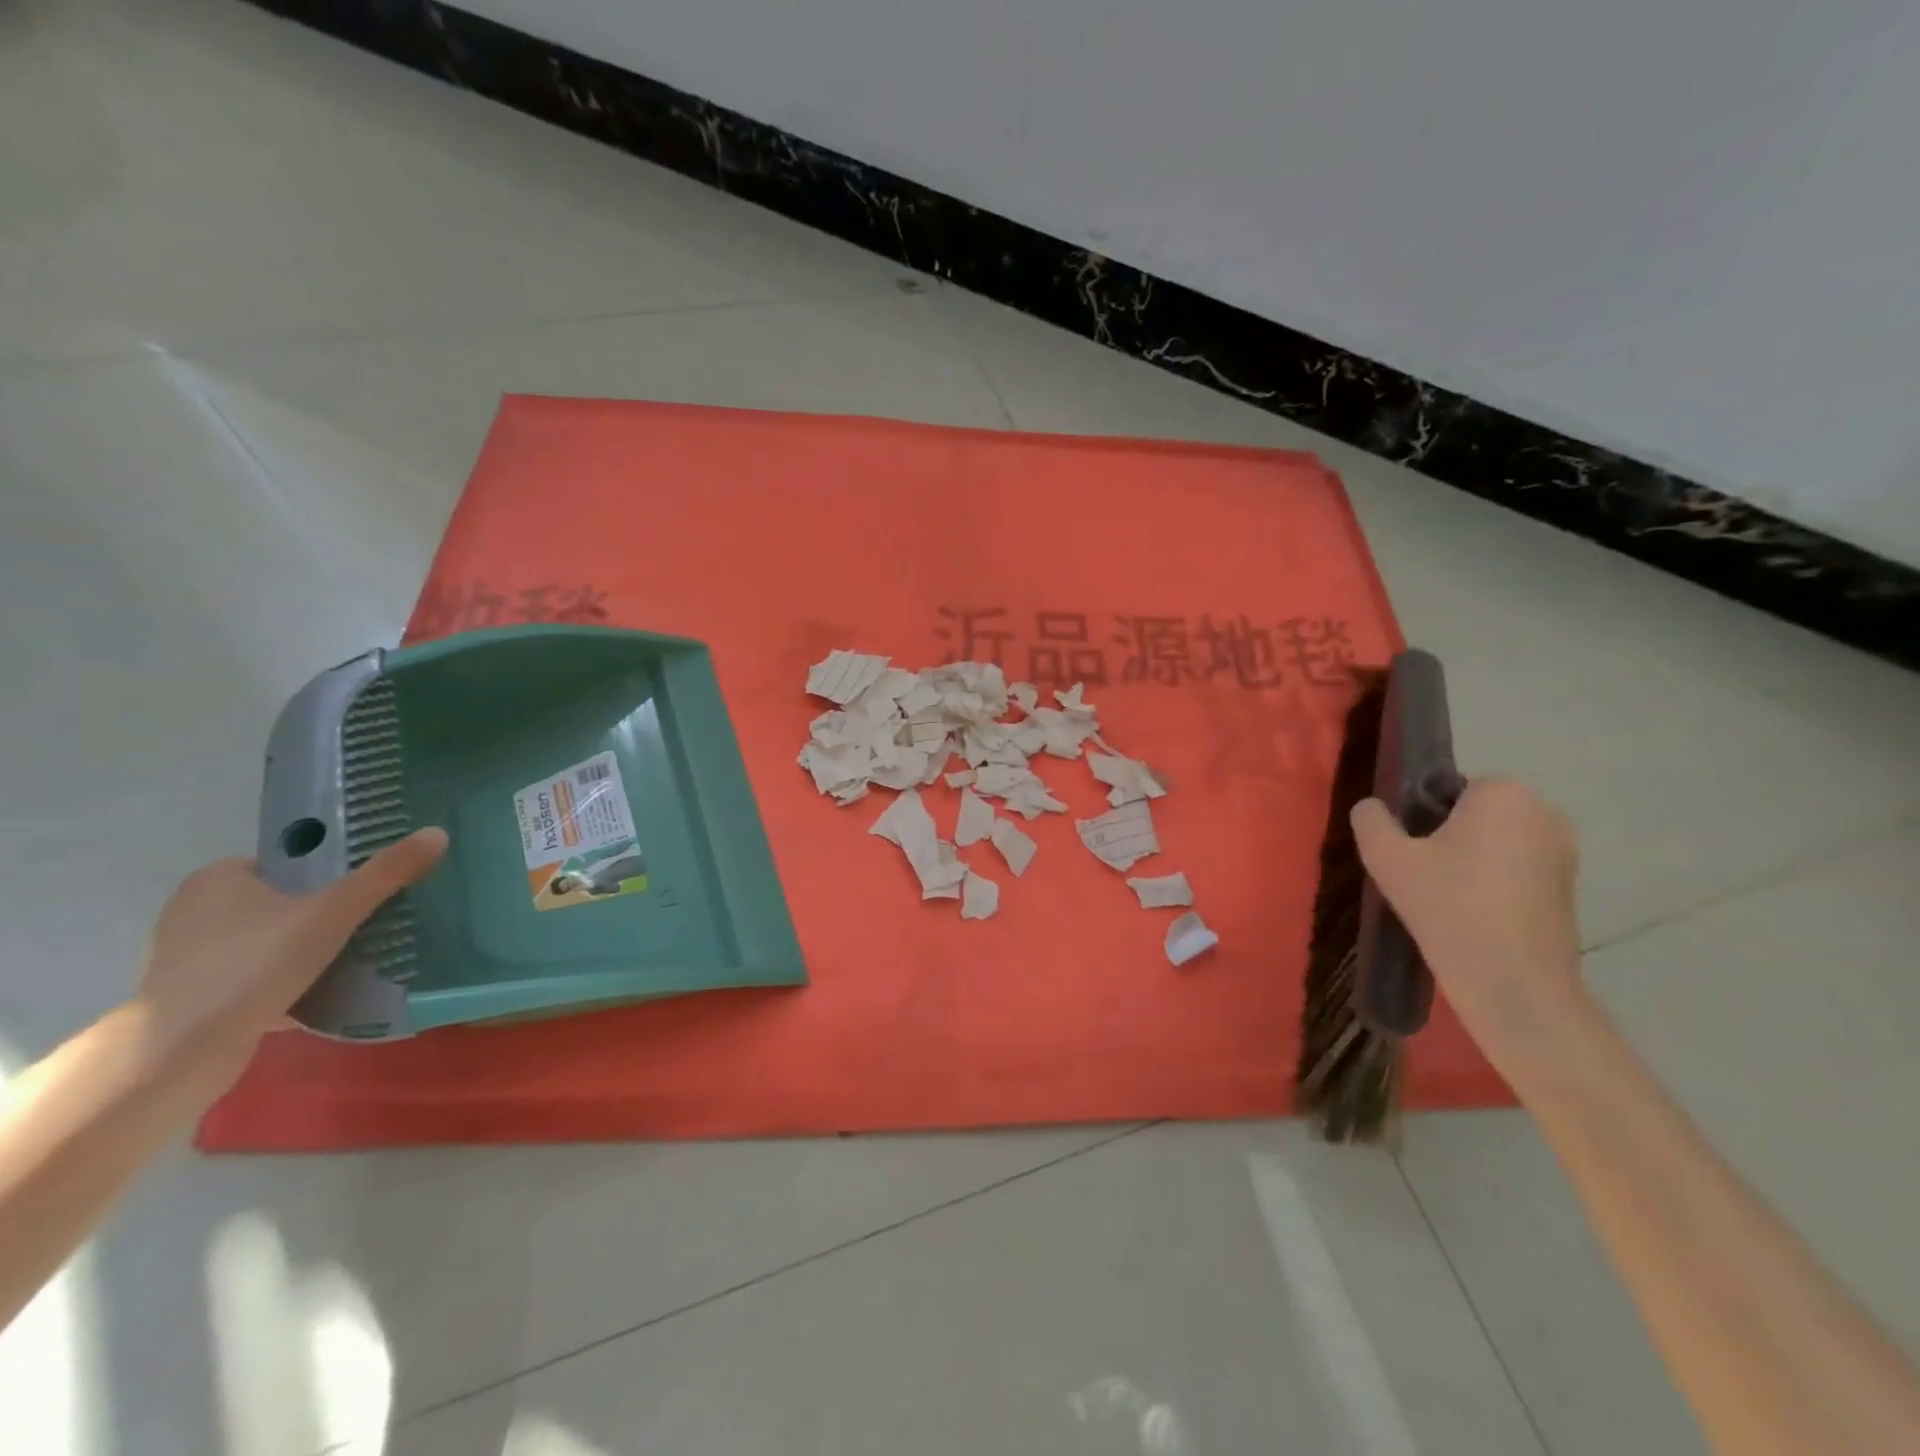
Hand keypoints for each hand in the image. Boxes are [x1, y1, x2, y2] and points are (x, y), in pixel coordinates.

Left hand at [135, 828, 447, 1091]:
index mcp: (217, 880)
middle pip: (285, 902)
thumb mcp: (332, 914)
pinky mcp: (198, 998)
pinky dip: (292, 982)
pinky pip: (259, 978)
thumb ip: (384, 875)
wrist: (179, 1055)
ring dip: (311, 950)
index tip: (370, 885)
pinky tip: (330, 991)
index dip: (331, 871)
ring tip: (363, 955)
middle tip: (377, 919)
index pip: (288, 862)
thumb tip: (438, 833)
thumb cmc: (253, 966)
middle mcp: (196, 912)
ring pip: (273, 942)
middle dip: (327, 913)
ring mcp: (193, 959)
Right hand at [1350, 779, 1586, 1083]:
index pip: (1445, 788)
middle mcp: (1543, 810)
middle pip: (1472, 812)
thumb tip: (1372, 807)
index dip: (1420, 818)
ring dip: (1468, 859)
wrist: (1513, 983)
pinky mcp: (1569, 884)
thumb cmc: (1449, 908)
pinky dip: (1492, 881)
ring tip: (1445, 897)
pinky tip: (1473, 913)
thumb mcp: (1387, 858)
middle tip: (1421, 876)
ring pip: (1493, 840)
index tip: (1410, 852)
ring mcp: (1563, 849)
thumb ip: (1371, 821)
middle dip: (1446, 836)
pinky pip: (1515, 866)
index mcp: (1503, 793)